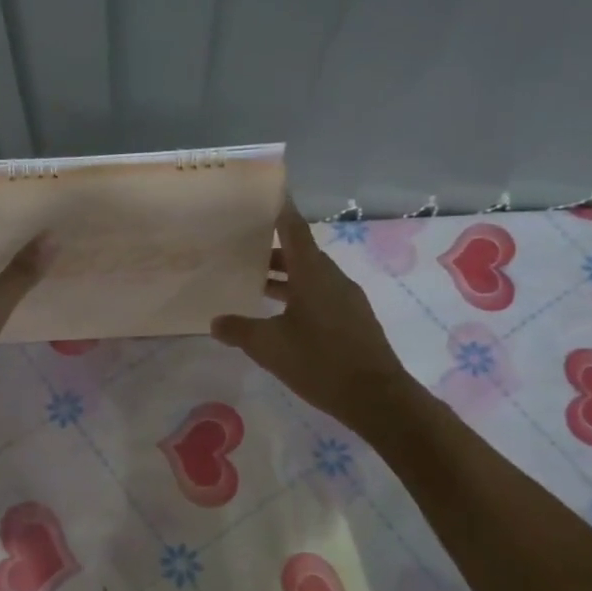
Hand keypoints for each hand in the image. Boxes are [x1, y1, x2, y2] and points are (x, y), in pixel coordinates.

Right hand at [211, 203, 418, 436]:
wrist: (376, 397)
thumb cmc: (319, 362)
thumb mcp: (269, 347)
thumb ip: (240, 330)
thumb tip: (216, 322)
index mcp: (313, 273)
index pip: (294, 228)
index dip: (280, 210)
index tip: (268, 193)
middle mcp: (332, 278)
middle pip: (301, 253)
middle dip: (273, 250)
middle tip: (244, 249)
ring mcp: (346, 299)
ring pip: (311, 276)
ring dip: (286, 277)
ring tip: (256, 284)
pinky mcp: (353, 319)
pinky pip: (322, 295)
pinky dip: (300, 295)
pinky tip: (283, 316)